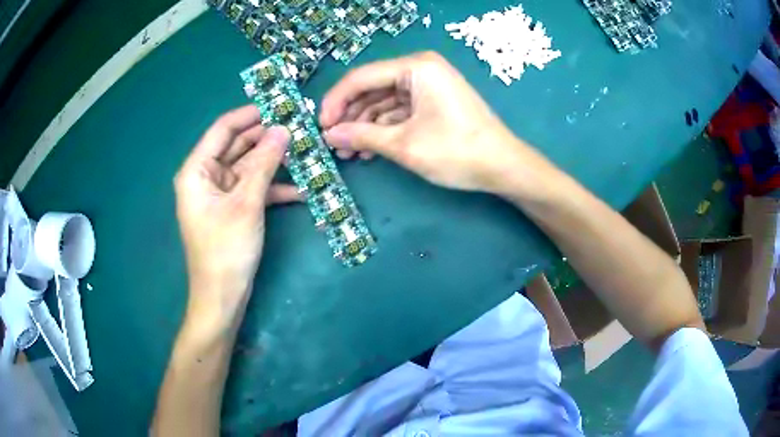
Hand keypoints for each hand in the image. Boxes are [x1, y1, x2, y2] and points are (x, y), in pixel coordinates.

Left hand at [174, 105, 298, 326]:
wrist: (223, 297)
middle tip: (300, 128)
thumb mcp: (246, 203)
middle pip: (238, 146)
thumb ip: (264, 163)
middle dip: (267, 138)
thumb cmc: (226, 249)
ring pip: (249, 167)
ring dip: (275, 163)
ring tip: (306, 153)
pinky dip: (274, 188)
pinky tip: (302, 189)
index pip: (223, 129)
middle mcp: (206, 176)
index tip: (279, 105)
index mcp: (197, 170)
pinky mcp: (233, 208)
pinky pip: (253, 188)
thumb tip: (283, 129)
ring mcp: (220, 193)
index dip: (250, 115)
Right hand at [320, 51, 551, 195]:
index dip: (335, 101)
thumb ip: (362, 136)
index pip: (361, 78)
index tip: (320, 127)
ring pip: (384, 102)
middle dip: (350, 116)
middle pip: (372, 88)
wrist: (503, 167)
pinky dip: (384, 128)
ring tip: (348, 153)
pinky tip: (370, 150)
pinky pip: (399, 111)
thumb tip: (330, 136)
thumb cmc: (456, 151)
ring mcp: (428, 85)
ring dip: (365, 126)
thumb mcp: (404, 145)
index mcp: (415, 67)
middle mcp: (420, 69)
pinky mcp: (433, 102)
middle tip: (333, 143)